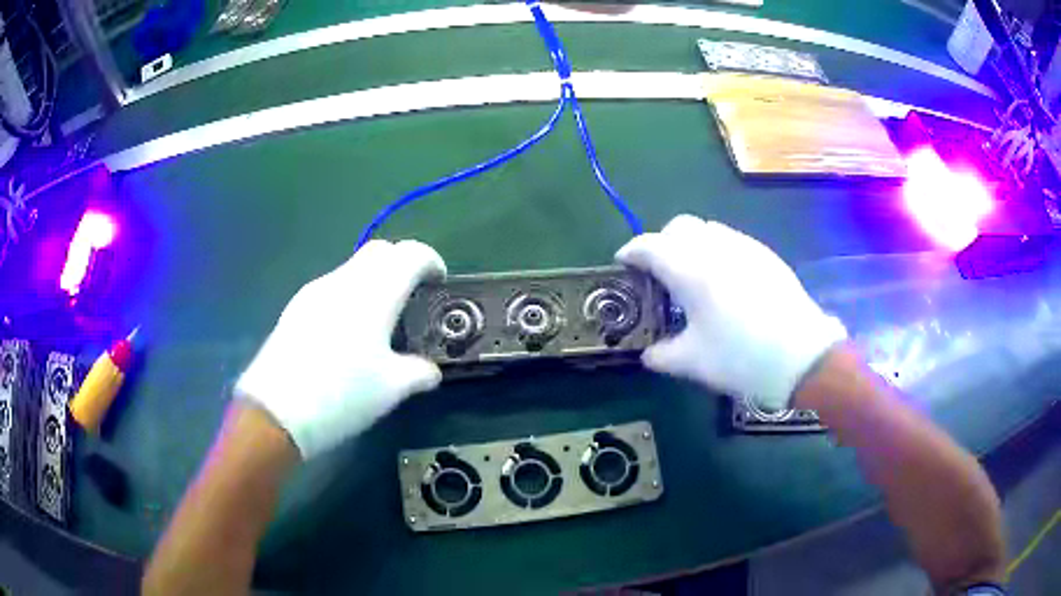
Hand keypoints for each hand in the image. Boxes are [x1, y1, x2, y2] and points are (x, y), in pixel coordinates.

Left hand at [236, 240, 445, 457]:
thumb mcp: (391, 390)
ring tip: (378, 321)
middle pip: (380, 251)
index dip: (431, 261)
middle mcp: (345, 280)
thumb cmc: (342, 396)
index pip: (410, 253)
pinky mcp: (296, 306)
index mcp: (375, 293)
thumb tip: (430, 371)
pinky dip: (350, 295)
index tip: (437, 284)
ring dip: (374, 280)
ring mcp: (316, 290)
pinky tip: (346, 333)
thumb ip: (419, 373)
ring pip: (353, 267)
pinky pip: (332, 286)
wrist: (277, 411)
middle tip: (410, 298)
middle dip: (401, 265)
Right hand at [616, 215, 845, 410]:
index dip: (631, 251)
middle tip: (660, 273)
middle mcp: (715, 248)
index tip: (623, 264)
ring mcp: (744, 247)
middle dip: (662, 242)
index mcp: (690, 270)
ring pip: (707, 229)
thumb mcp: (693, 363)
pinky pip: (731, 240)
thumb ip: (661, 355)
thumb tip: (649, 353)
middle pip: (678, 227)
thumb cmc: (741, 358)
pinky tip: (725, 282)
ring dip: (690, 243)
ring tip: (693, 276)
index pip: (649, 245)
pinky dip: (716, 250)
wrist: (801, 356)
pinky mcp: (765, 254)